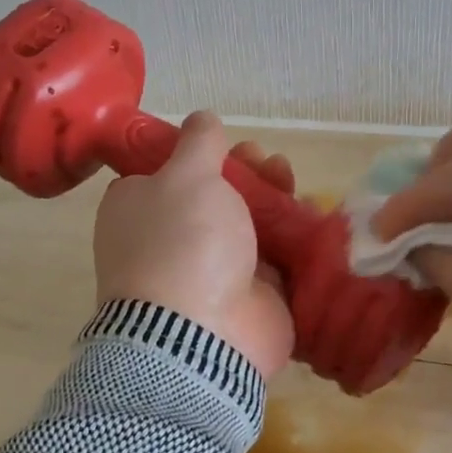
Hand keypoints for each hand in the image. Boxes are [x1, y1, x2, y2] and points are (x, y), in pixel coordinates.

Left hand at [93, 112, 294, 377]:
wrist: (203, 334)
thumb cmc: (183, 242)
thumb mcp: (186, 176)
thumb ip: (198, 143)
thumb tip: (202, 118)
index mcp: (139, 212)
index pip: (165, 175)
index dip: (197, 155)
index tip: (222, 144)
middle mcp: (172, 241)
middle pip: (216, 196)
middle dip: (245, 173)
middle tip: (265, 161)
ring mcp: (213, 272)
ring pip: (250, 224)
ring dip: (273, 198)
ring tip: (289, 179)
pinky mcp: (252, 295)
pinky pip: (278, 257)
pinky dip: (295, 236)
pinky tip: (312, 213)